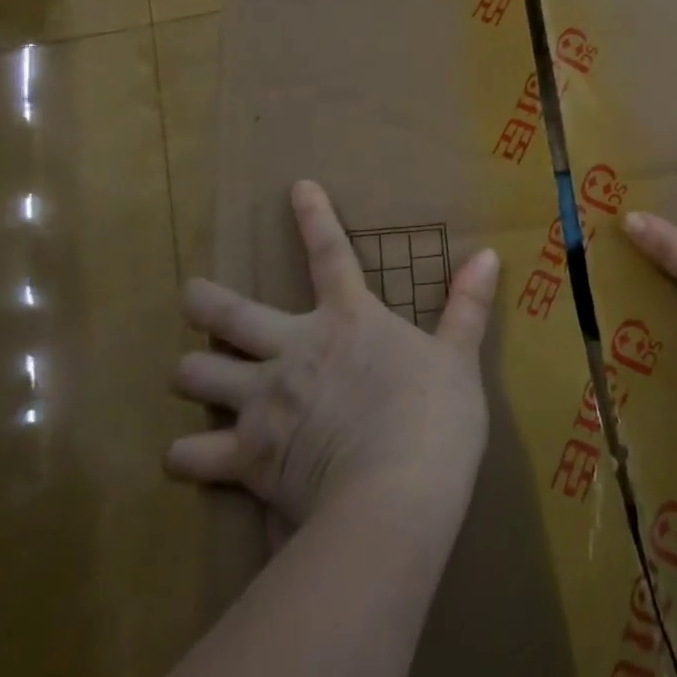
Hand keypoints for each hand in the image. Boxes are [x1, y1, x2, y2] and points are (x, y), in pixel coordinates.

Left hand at [166, 181, 499, 525]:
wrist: (396, 490)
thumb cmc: (435, 417)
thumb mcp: (459, 357)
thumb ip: (468, 305)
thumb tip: (489, 254)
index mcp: (349, 320)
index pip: (330, 254)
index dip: (314, 217)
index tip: (297, 187)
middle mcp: (296, 349)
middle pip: (230, 314)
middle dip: (204, 301)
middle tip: (191, 296)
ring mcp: (264, 401)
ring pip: (198, 376)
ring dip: (191, 374)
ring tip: (189, 375)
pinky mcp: (247, 456)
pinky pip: (192, 456)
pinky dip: (187, 456)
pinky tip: (187, 457)